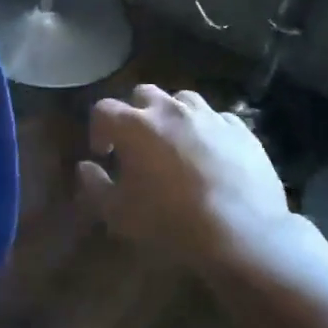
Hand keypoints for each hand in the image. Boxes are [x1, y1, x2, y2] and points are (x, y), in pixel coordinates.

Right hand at [78, 85, 296, 266]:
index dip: (98, 129)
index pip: (103, 109)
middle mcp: (170, 110)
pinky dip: (207, 130)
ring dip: (172, 116)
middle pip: (143, 94)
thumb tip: (85, 167)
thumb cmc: (170, 222)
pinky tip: (211, 155)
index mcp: (135, 125)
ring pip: (182, 100)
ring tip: (176, 144)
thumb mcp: (118, 214)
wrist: (242, 234)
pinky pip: (217, 119)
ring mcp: (209, 115)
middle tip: (138, 145)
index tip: (104, 154)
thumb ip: (94, 186)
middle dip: (135, 114)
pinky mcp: (241, 129)